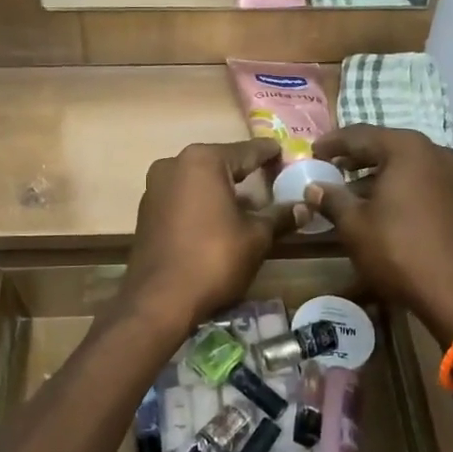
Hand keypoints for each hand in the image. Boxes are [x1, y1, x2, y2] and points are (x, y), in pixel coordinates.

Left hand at [119, 140, 296, 335]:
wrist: (159, 300)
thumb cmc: (214, 259)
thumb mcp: (256, 237)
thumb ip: (280, 216)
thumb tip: (305, 206)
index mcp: (203, 161)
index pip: (247, 151)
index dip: (270, 154)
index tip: (286, 154)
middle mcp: (174, 164)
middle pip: (221, 163)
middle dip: (246, 172)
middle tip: (272, 179)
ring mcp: (155, 187)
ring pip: (200, 181)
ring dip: (223, 190)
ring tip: (250, 205)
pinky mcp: (147, 210)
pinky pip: (183, 197)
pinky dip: (203, 203)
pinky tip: (220, 220)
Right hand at [307, 126, 452, 343]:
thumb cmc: (398, 250)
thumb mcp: (354, 224)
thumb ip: (331, 198)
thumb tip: (314, 187)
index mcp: (407, 148)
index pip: (359, 135)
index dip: (332, 143)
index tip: (311, 153)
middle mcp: (434, 151)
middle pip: (384, 145)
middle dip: (354, 157)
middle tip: (328, 168)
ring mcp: (452, 174)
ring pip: (403, 164)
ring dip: (375, 173)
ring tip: (348, 190)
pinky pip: (419, 180)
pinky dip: (396, 185)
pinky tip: (377, 205)